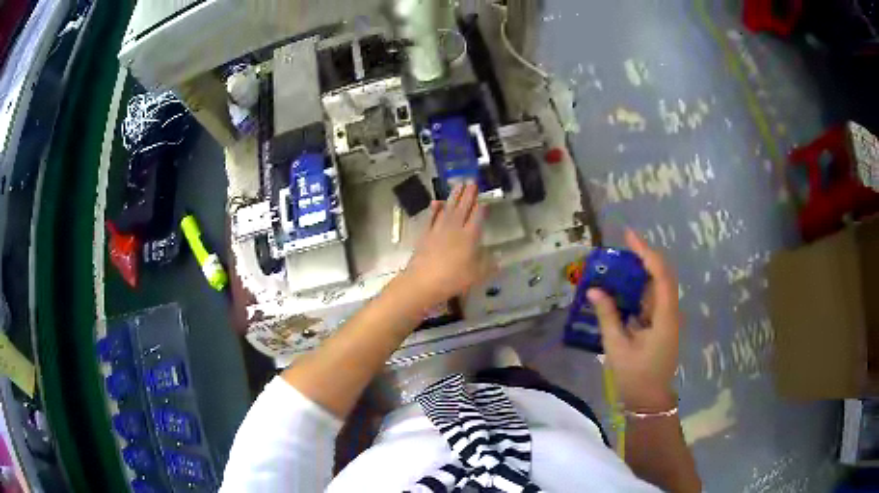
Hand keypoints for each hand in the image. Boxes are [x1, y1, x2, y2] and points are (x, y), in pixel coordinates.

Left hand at [401, 183, 494, 308]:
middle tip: (472, 181)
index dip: (481, 207)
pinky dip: (434, 209)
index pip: (477, 217)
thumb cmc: (453, 279)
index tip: (484, 197)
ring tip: (458, 185)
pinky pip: (431, 218)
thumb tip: (499, 258)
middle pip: (463, 208)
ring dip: (454, 196)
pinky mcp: (425, 234)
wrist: (423, 281)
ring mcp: (438, 230)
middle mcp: (455, 228)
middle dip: (468, 194)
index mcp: (469, 236)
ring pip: (448, 209)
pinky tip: (436, 202)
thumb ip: (488, 266)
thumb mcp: (476, 276)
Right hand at [588, 229, 680, 412]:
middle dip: (643, 258)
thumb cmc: (635, 376)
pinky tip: (622, 288)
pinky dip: (638, 290)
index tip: (629, 236)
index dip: (646, 253)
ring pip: (657, 286)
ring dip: (639, 273)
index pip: (660, 275)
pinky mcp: (661, 325)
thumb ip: (607, 316)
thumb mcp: (617, 347)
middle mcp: (670, 312)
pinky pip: (651, 300)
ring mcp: (667, 319)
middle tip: (620, 248)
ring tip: (617, 264)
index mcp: (665, 316)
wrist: (649, 400)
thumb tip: (594, 289)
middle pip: (661, 276)